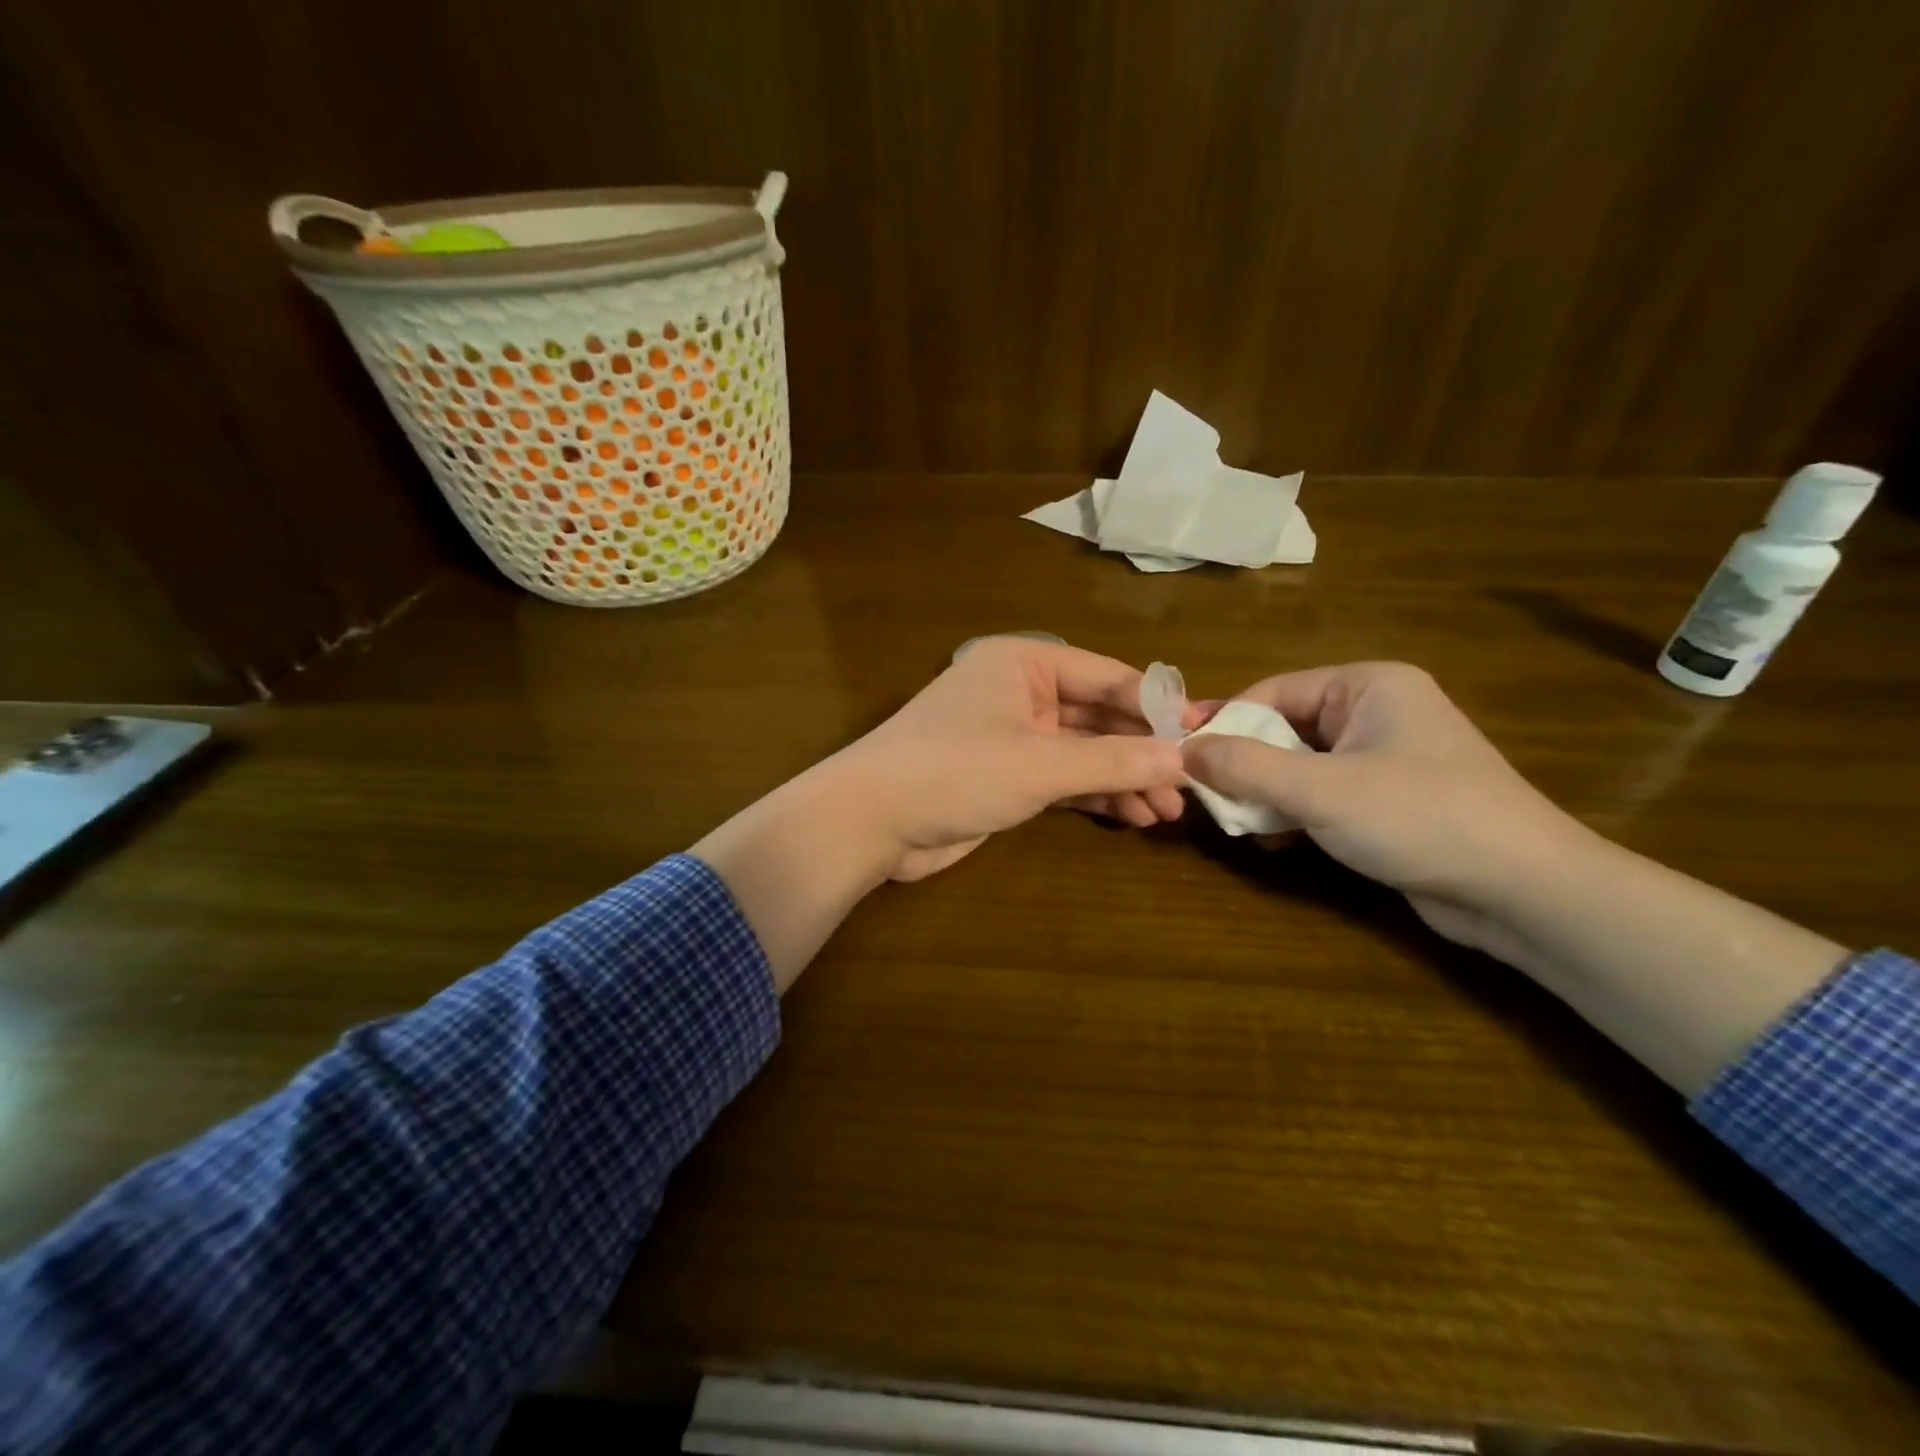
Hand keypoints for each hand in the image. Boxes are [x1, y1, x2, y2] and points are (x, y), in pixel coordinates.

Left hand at [825, 636, 1191, 880]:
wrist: (870, 822)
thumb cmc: (955, 771)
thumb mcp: (1040, 765)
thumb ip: (1113, 761)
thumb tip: (1184, 759)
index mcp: (1023, 663)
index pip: (1106, 676)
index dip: (1157, 706)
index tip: (1205, 734)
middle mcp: (1020, 692)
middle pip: (1097, 716)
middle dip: (1141, 751)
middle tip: (1189, 785)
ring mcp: (1012, 736)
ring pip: (1083, 751)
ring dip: (1123, 778)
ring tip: (1168, 811)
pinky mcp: (1006, 777)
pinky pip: (1063, 778)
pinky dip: (1095, 794)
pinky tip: (1132, 815)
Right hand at [1181, 662, 1589, 951]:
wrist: (1525, 892)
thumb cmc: (1421, 818)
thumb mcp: (1321, 789)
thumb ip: (1245, 766)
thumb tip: (1182, 750)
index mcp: (1367, 685)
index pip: (1271, 692)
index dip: (1223, 723)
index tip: (1180, 756)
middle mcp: (1375, 711)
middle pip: (1283, 729)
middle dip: (1243, 765)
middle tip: (1207, 798)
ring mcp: (1384, 757)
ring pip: (1298, 765)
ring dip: (1265, 794)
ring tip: (1239, 824)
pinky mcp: (1387, 800)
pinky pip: (1321, 794)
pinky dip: (1293, 813)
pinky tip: (1275, 840)